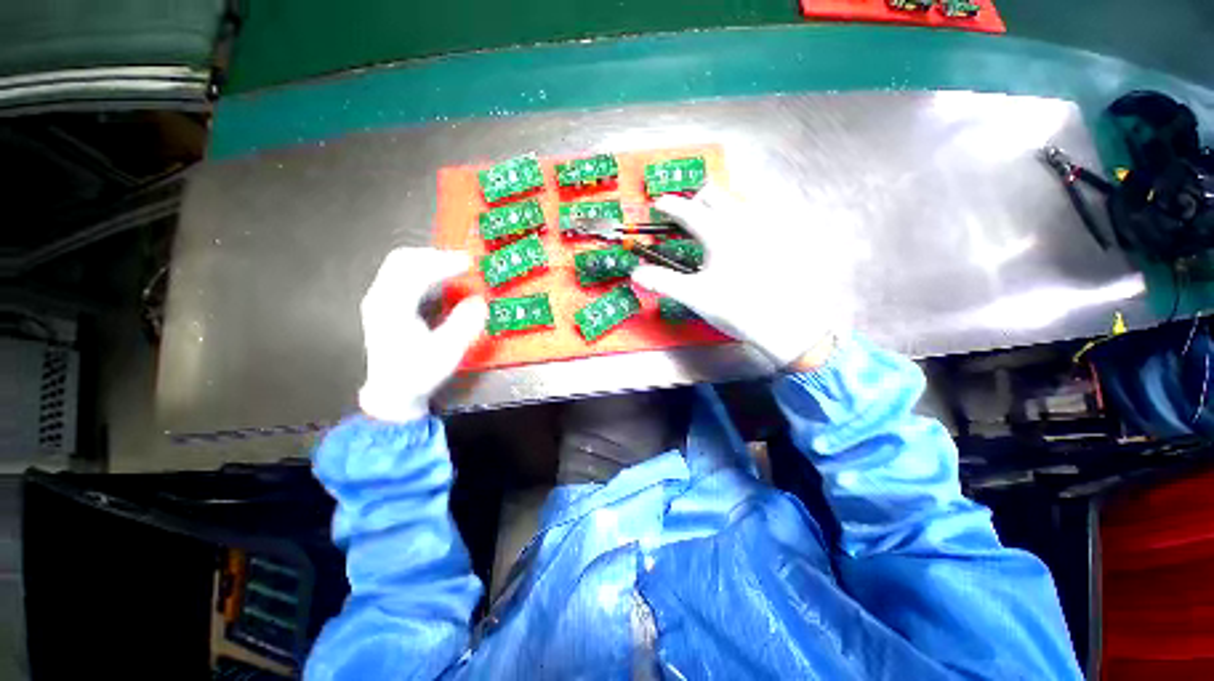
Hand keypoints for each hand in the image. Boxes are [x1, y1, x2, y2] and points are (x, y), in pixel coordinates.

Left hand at [358, 248, 486, 422]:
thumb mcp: (446, 353)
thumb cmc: (418, 374)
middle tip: (463, 263)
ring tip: (455, 268)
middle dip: (436, 256)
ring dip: (429, 261)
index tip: (470, 263)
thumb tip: (479, 301)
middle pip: (403, 260)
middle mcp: (380, 298)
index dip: (445, 263)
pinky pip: (401, 275)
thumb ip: (464, 325)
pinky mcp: (383, 305)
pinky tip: (440, 280)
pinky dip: (423, 270)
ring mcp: (379, 300)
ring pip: (400, 265)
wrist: (392, 393)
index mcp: (392, 308)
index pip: (417, 272)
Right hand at [632, 185, 844, 368]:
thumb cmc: (735, 308)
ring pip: (736, 200)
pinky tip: (741, 237)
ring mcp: (765, 227)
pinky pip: (759, 214)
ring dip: (718, 208)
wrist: (784, 323)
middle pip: (713, 195)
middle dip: (694, 201)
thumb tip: (636, 274)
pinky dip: (742, 217)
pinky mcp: (781, 237)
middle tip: (684, 219)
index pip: (687, 210)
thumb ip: (662, 281)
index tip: (659, 205)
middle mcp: (742, 221)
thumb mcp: (694, 296)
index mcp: (718, 233)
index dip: (669, 205)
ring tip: (710, 227)